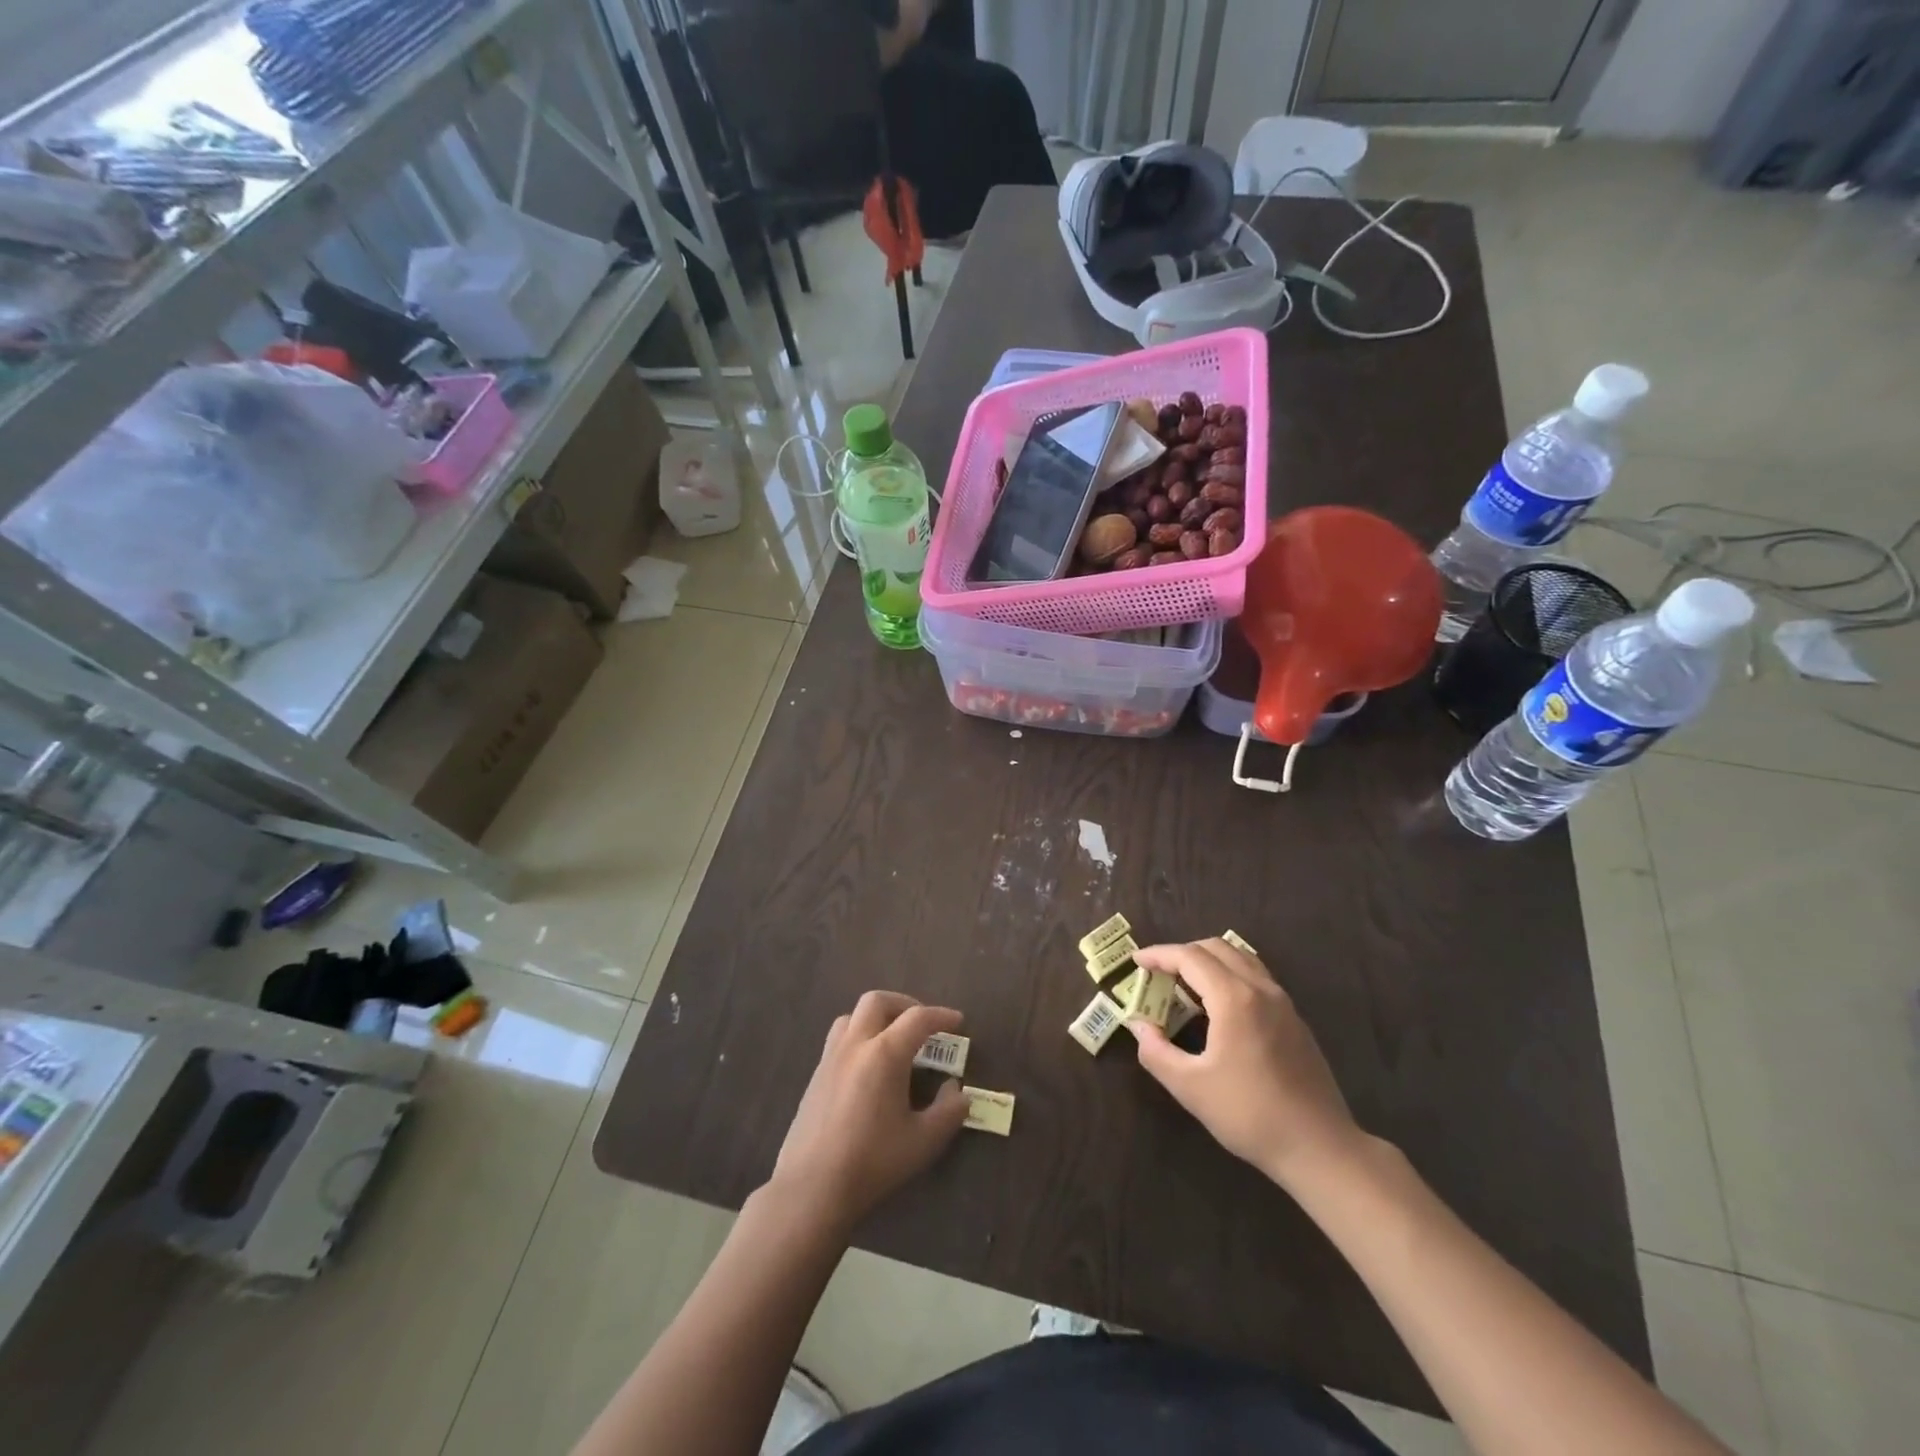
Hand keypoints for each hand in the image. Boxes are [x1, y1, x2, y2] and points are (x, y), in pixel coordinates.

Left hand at [771, 991, 969, 1228]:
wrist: (812, 1188)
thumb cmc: (872, 1162)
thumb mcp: (923, 1141)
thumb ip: (948, 1111)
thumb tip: (957, 1091)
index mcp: (884, 1054)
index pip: (918, 1018)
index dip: (941, 1016)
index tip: (958, 1021)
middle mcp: (855, 1044)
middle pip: (878, 1001)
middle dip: (904, 1005)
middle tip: (922, 1024)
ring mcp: (830, 1058)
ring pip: (852, 1016)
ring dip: (876, 1017)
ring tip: (892, 1040)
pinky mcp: (815, 1076)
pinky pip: (838, 1038)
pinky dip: (858, 1036)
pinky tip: (867, 1067)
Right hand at [1128, 939, 1363, 1190]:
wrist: (1319, 1147)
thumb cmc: (1249, 1115)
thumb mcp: (1190, 1087)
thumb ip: (1155, 1051)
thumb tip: (1137, 1026)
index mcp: (1234, 998)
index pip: (1190, 957)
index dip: (1159, 954)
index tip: (1136, 961)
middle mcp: (1261, 989)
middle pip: (1216, 948)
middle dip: (1182, 953)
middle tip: (1158, 974)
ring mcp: (1283, 1002)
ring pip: (1240, 959)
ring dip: (1208, 961)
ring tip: (1185, 986)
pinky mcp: (1294, 1020)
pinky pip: (1256, 978)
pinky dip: (1229, 975)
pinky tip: (1218, 1007)